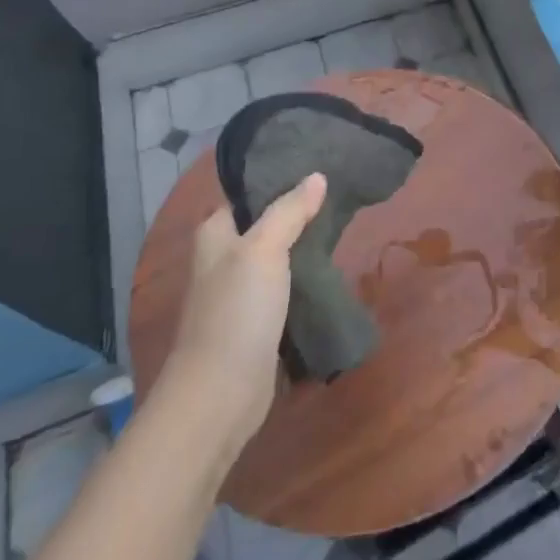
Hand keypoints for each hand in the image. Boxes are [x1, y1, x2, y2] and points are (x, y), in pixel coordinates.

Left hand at [162, 173, 326, 447]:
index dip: (278, 178)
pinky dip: (307, 278)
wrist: (221, 394)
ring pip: (279, 257)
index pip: (247, 193)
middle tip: (340, 194)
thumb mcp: (263, 250)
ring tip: (344, 224)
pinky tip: (333, 268)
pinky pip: (287, 288)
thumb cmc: (237, 312)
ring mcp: (241, 292)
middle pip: (266, 224)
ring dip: (306, 246)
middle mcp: (224, 259)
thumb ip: (289, 211)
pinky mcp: (259, 321)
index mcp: (215, 235)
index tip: (318, 165)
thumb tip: (316, 176)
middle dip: (299, 211)